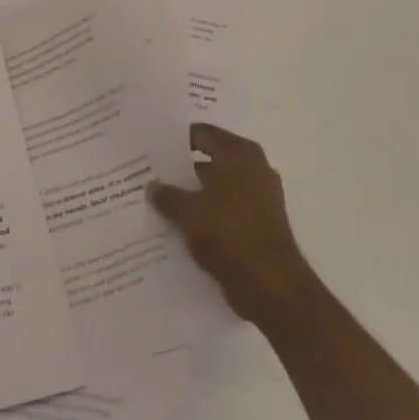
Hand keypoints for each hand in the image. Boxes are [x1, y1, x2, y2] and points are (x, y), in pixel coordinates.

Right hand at [148, 124, 319, 331]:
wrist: (270, 285)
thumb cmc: (229, 234)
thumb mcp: (188, 212)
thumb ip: (167, 195)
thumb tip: (152, 186)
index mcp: (239, 154)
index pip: (201, 134)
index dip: (175, 139)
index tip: (150, 147)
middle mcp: (253, 168)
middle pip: (210, 159)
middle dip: (181, 168)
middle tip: (148, 173)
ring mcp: (259, 197)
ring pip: (216, 186)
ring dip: (192, 193)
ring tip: (158, 199)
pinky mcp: (258, 223)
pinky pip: (225, 209)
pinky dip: (206, 213)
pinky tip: (179, 223)